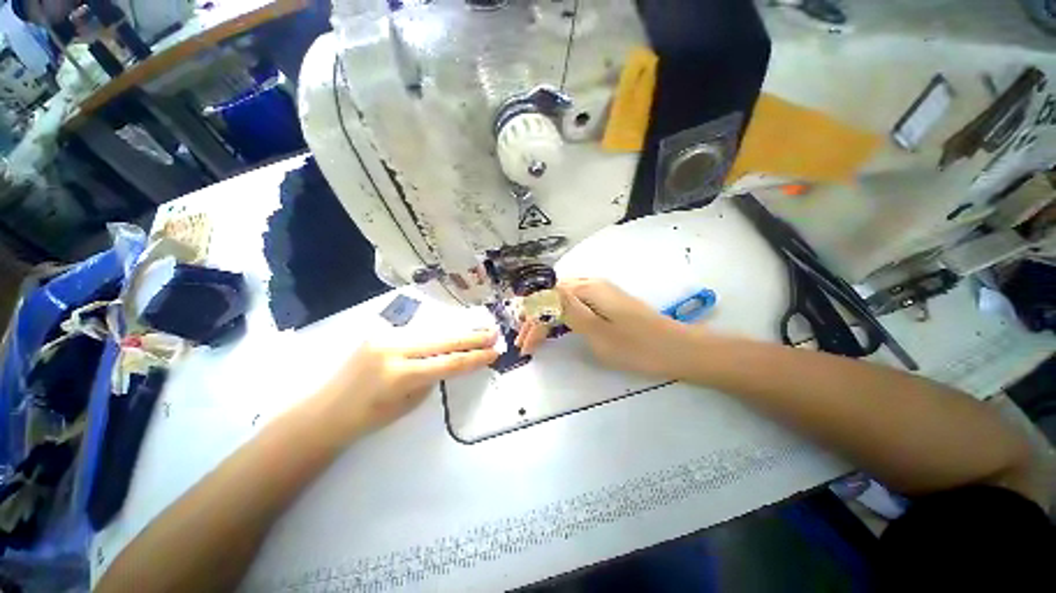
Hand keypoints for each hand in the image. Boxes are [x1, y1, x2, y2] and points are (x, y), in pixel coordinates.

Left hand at [317, 328, 498, 434]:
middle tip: (494, 333)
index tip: (494, 352)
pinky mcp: (380, 332)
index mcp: (401, 375)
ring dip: (457, 334)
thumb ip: (430, 378)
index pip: (449, 363)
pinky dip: (436, 335)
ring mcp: (385, 336)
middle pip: (444, 341)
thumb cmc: (367, 418)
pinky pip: (416, 333)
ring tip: (478, 331)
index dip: (475, 358)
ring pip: (432, 333)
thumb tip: (448, 361)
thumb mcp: (407, 404)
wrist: (325, 410)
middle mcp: (394, 349)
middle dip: (472, 338)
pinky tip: (450, 334)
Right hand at [517, 279, 700, 378]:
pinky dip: (563, 319)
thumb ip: (567, 310)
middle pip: (554, 298)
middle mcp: (592, 285)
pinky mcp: (608, 305)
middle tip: (525, 343)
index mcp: (588, 289)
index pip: (549, 299)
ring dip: (548, 319)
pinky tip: (557, 328)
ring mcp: (601, 294)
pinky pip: (576, 307)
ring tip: (535, 337)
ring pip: (564, 302)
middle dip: (536, 319)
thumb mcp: (597, 331)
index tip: (523, 344)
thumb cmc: (637, 346)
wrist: (678, 350)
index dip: (533, 320)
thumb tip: (540, 293)